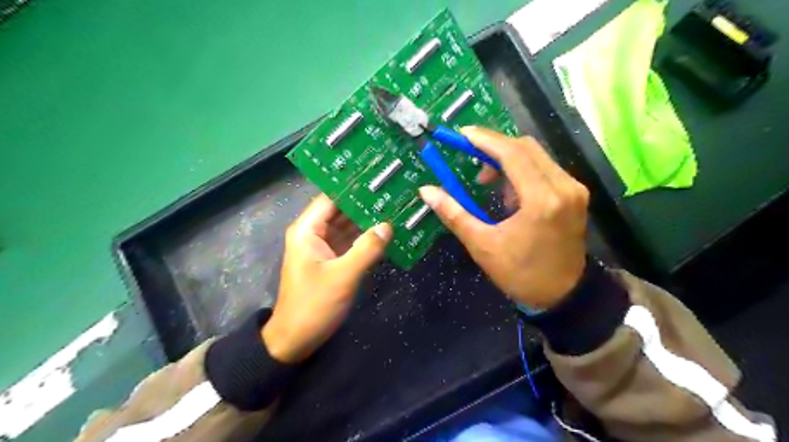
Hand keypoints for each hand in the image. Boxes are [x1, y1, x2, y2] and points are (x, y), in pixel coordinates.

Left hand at [262, 194, 390, 362]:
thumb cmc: (313, 306)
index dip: (353, 187)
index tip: (378, 177)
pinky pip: (352, 242)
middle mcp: (314, 233)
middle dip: (366, 202)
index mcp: (308, 230)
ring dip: (368, 219)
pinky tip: (387, 231)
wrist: (296, 340)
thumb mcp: (342, 277)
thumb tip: (388, 225)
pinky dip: (367, 237)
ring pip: (348, 226)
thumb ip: (366, 249)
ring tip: (395, 206)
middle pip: (342, 210)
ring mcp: (324, 247)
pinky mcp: (333, 260)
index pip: (331, 198)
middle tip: (394, 191)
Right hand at [415, 127, 587, 307]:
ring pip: (536, 156)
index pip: (512, 154)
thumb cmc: (520, 273)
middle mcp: (564, 186)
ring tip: (490, 187)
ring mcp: (573, 189)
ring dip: (508, 162)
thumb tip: (426, 191)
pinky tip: (510, 195)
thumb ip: (454, 213)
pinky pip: (545, 169)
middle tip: (473, 166)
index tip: (461, 135)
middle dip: (494, 149)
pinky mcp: (575, 194)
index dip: (485, 140)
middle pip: (526, 147)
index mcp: (542, 200)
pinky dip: (522, 172)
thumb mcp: (482, 245)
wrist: (563, 296)